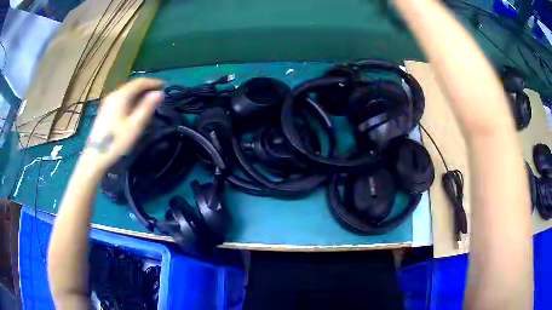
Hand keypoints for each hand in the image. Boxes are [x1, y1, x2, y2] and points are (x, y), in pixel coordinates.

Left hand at [82, 78, 163, 172]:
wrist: (95, 158)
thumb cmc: (116, 142)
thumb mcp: (135, 126)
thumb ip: (147, 107)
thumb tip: (160, 93)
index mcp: (121, 96)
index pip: (139, 82)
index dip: (153, 82)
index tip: (165, 86)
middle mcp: (113, 95)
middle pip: (132, 86)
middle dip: (146, 88)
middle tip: (158, 95)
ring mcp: (107, 103)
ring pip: (126, 93)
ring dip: (139, 95)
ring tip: (149, 102)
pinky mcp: (105, 111)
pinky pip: (121, 100)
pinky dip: (131, 101)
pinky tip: (134, 109)